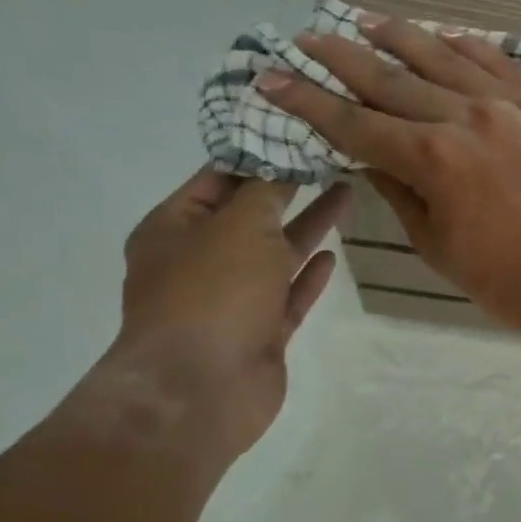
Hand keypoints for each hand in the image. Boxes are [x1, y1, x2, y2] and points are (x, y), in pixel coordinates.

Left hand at [92, 169, 347, 462]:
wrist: (201, 390)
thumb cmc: (212, 292)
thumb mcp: (240, 225)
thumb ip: (266, 191)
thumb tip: (280, 160)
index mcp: (174, 228)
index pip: (217, 178)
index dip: (256, 153)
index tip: (297, 131)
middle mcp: (198, 260)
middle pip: (250, 214)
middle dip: (288, 187)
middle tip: (330, 157)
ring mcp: (230, 299)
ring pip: (275, 253)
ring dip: (307, 225)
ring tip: (346, 192)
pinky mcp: (259, 332)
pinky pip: (288, 294)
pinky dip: (308, 274)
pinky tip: (333, 254)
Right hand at [261, 17, 520, 336]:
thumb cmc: (504, 279)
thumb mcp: (435, 243)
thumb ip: (398, 190)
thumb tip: (366, 154)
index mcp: (433, 159)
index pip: (356, 123)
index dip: (309, 101)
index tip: (273, 78)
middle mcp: (467, 117)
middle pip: (392, 78)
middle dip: (342, 58)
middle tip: (308, 38)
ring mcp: (513, 104)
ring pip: (445, 56)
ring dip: (400, 36)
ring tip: (366, 21)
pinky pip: (501, 61)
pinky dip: (467, 45)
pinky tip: (444, 35)